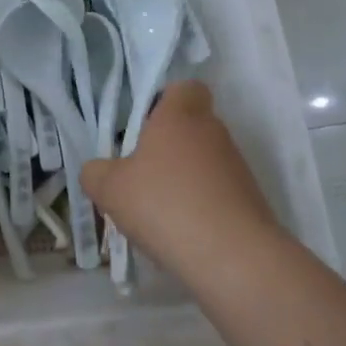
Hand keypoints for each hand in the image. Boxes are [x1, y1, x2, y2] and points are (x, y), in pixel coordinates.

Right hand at [80, 81, 284, 271]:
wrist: (233, 257)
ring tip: (155, 212)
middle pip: (190, 128)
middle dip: (165, 148)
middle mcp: (213, 133)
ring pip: (202, 163)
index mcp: (180, 116)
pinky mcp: (249, 201)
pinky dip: (197, 207)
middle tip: (137, 173)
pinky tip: (178, 234)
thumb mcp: (110, 189)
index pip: (184, 88)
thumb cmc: (165, 204)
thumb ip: (95, 172)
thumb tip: (98, 170)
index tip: (141, 125)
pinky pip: (215, 193)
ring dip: (181, 180)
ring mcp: (236, 167)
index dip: (164, 101)